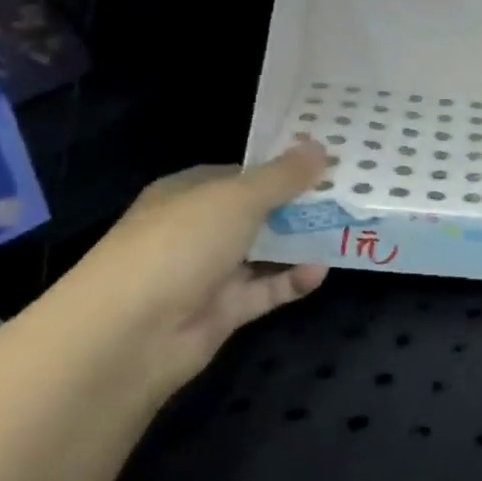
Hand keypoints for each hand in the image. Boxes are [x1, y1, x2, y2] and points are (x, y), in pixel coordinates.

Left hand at [58, 140, 331, 394]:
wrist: (130, 333)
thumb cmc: (179, 245)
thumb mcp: (236, 199)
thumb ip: (282, 177)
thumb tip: (321, 147)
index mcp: (189, 193)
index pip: (242, 174)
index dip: (283, 169)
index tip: (328, 165)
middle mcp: (198, 229)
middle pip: (258, 212)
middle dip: (300, 205)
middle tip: (351, 196)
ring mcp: (210, 272)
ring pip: (266, 252)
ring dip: (301, 243)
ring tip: (348, 230)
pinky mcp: (224, 310)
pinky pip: (267, 290)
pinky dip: (293, 281)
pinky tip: (321, 271)